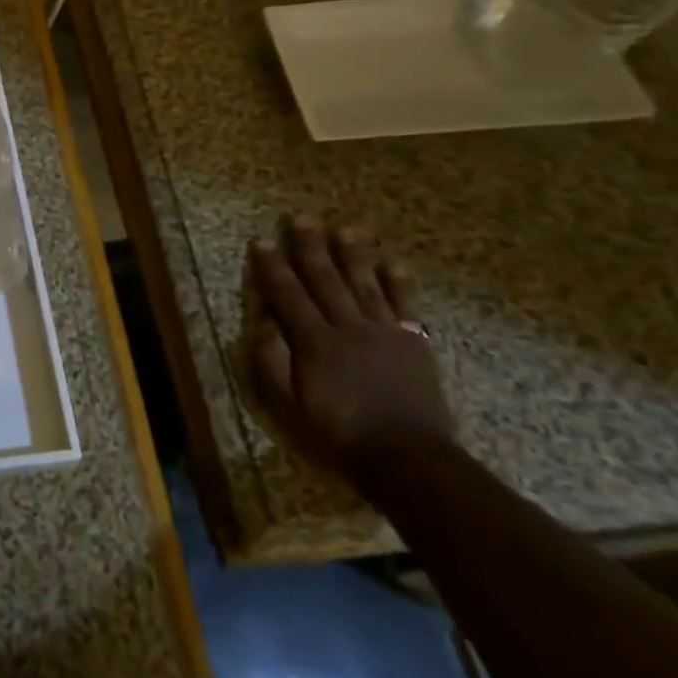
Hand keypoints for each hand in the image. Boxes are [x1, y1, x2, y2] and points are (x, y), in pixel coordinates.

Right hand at [248, 214, 456, 482]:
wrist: (410, 460)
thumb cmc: (340, 434)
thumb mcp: (289, 407)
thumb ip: (271, 363)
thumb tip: (263, 324)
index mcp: (315, 342)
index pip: (288, 295)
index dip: (273, 266)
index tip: (263, 240)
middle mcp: (348, 327)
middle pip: (326, 279)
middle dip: (311, 247)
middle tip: (302, 217)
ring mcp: (384, 333)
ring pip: (365, 284)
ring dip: (353, 254)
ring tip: (345, 228)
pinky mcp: (414, 343)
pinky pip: (405, 305)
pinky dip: (399, 282)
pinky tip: (393, 263)